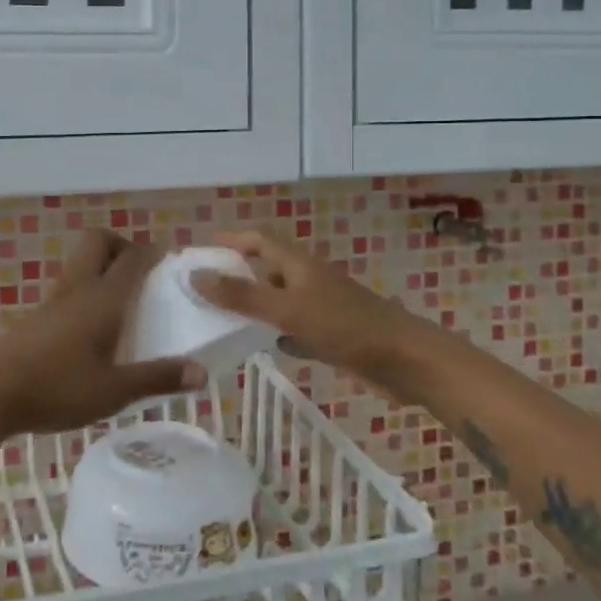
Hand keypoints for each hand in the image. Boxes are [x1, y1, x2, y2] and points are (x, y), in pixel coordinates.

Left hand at [0, 230, 206, 443]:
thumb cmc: (56, 388)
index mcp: (103, 298)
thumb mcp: (114, 391)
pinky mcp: (36, 316)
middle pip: (98, 240)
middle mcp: (78, 288)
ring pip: (81, 263)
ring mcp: (53, 300)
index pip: (133, 257)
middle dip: (122, 245)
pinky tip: (92, 330)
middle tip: (141, 276)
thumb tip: (201, 372)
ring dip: (102, 268)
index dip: (155, 251)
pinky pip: (68, 288)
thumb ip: (157, 379)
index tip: (173, 261)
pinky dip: (85, 292)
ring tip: (123, 305)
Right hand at [190, 228, 418, 379]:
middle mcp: (308, 280)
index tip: (201, 249)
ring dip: (253, 304)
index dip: (231, 240)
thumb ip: (241, 295)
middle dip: (237, 273)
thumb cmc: (345, 326)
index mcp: (299, 265)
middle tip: (202, 287)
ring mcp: (321, 308)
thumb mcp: (287, 309)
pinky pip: (294, 328)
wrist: (405, 361)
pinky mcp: (331, 335)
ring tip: (219, 317)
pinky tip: (260, 345)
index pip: (259, 240)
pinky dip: (274, 331)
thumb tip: (196, 275)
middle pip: (267, 269)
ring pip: (279, 300)